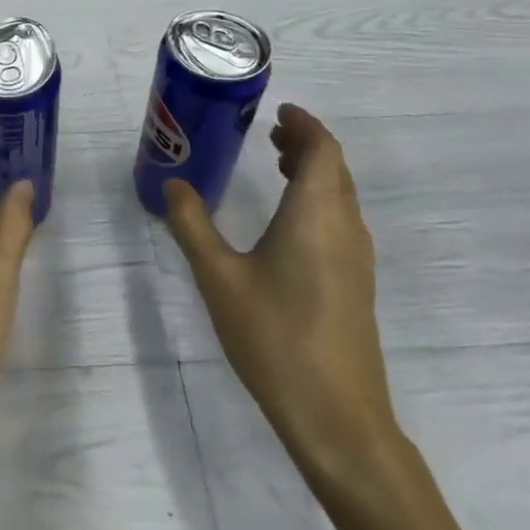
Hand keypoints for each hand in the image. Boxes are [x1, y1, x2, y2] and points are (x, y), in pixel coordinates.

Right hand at [164, 104, 399, 485]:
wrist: (337, 418)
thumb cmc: (275, 337)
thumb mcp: (219, 277)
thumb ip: (192, 225)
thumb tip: (172, 185)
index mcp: (316, 214)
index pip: (323, 150)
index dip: (305, 124)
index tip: (278, 111)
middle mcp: (344, 227)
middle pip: (335, 168)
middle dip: (306, 144)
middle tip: (269, 134)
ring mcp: (356, 259)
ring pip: (341, 195)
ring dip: (314, 171)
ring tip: (276, 165)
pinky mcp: (356, 284)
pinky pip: (341, 220)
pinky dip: (318, 199)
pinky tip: (287, 221)